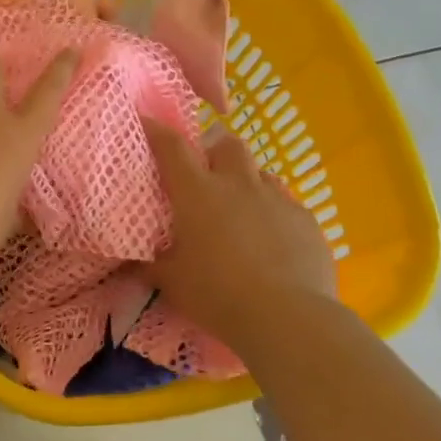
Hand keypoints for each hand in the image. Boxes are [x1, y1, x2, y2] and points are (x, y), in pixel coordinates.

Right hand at [140, 118, 338, 344]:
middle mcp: (238, 184)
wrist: (287, 317)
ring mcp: (277, 199)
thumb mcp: (171, 282)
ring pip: (259, 172)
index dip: (157, 131)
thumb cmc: (216, 294)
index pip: (172, 147)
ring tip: (239, 210)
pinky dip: (272, 213)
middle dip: (214, 150)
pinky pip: (285, 203)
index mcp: (197, 193)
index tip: (146, 122)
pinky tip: (270, 240)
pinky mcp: (306, 219)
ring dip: (245, 182)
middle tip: (204, 175)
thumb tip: (133, 262)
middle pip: (227, 144)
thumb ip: (152, 265)